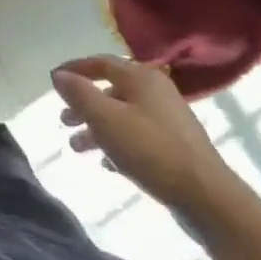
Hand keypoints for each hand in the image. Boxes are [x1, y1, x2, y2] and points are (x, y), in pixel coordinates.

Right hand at [50, 55, 243, 221]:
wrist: (206, 196)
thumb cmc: (150, 150)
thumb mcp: (105, 118)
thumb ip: (79, 93)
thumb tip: (59, 74)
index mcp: (141, 78)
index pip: (100, 62)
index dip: (74, 69)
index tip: (53, 80)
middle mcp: (156, 91)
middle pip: (111, 90)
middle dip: (84, 105)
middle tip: (63, 121)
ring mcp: (169, 119)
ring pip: (123, 116)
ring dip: (97, 128)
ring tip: (77, 147)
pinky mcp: (176, 145)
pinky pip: (137, 136)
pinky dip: (117, 143)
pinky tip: (106, 163)